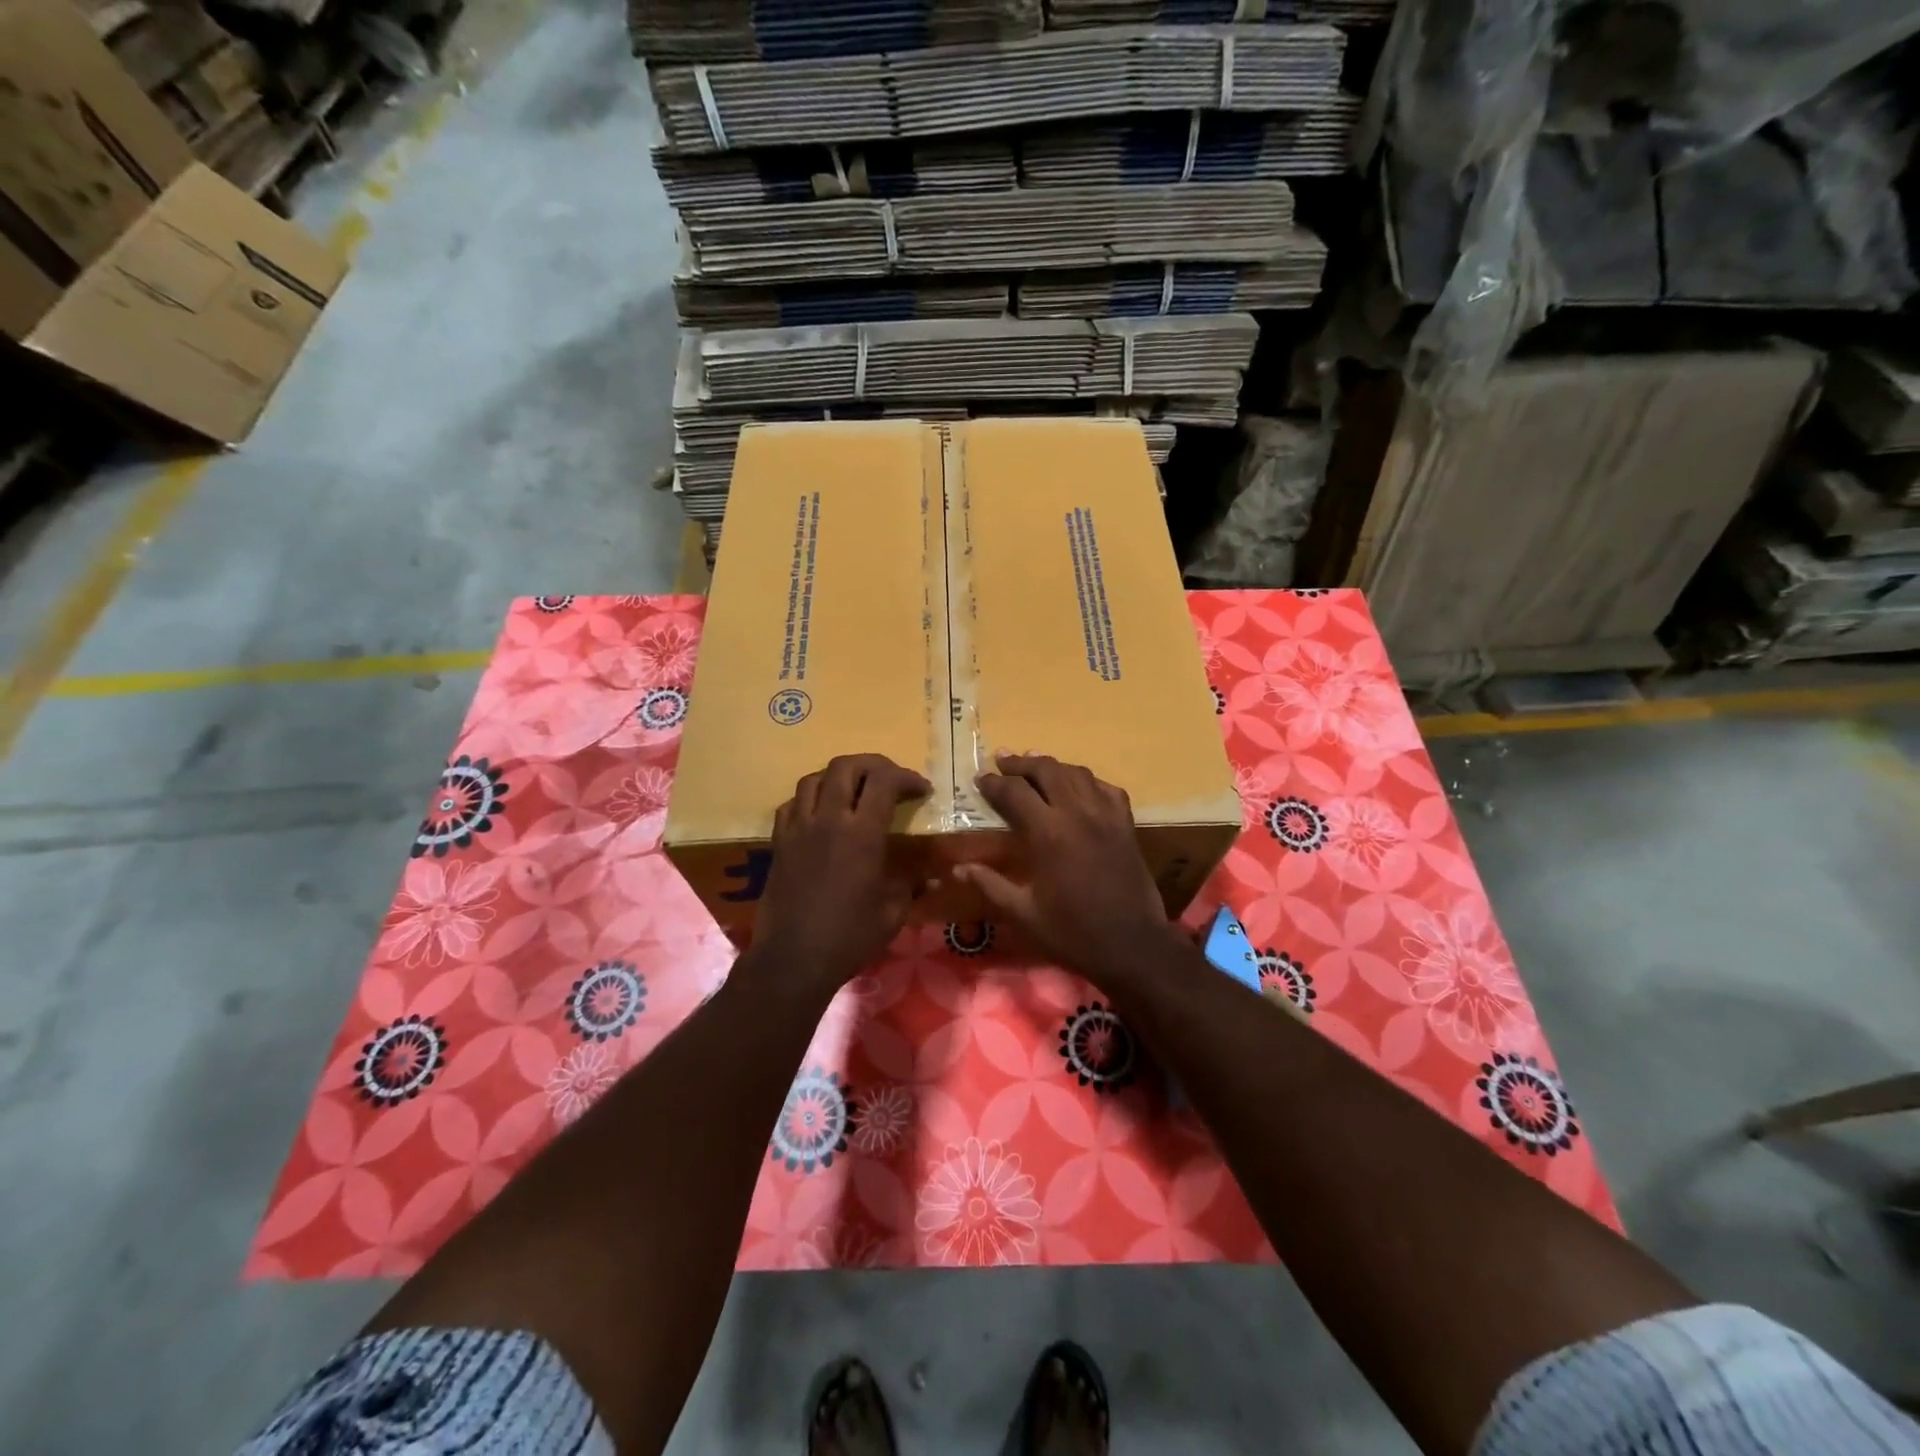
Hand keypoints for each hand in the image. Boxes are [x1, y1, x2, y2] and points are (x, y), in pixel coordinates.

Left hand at [750, 754, 931, 994]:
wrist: (793, 960)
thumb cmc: (850, 937)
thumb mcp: (893, 912)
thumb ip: (912, 884)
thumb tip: (935, 876)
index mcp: (861, 833)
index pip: (884, 780)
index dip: (907, 777)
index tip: (922, 790)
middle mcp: (828, 819)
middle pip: (846, 766)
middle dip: (873, 764)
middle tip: (891, 780)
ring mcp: (798, 828)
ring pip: (814, 778)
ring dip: (839, 776)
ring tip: (854, 790)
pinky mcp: (779, 842)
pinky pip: (792, 803)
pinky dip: (810, 798)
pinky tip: (821, 814)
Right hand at [954, 753, 1184, 983]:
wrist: (1132, 945)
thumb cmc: (1072, 932)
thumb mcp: (1024, 914)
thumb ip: (991, 885)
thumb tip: (958, 868)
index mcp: (1047, 833)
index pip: (1014, 792)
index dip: (993, 783)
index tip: (979, 779)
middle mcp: (1077, 813)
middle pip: (1047, 770)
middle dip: (1021, 763)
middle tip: (1003, 762)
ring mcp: (1106, 816)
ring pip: (1077, 773)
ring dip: (1053, 766)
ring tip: (1036, 766)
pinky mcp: (1126, 825)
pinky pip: (1107, 788)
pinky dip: (1088, 781)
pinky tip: (1079, 787)